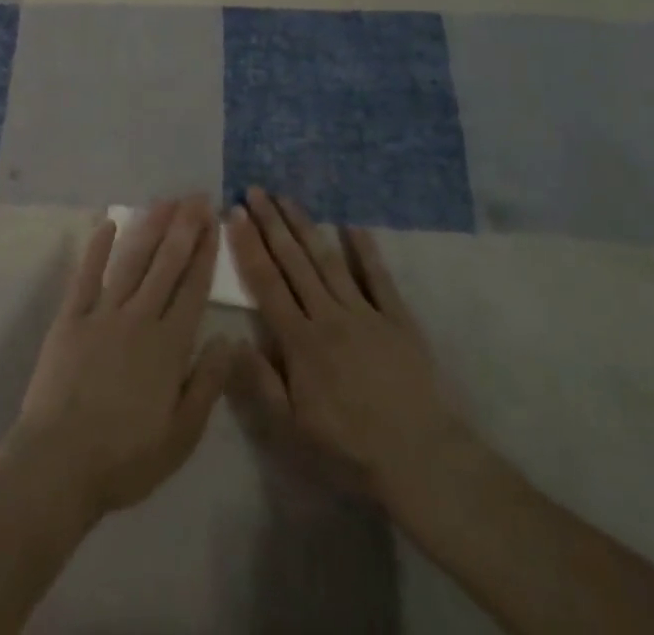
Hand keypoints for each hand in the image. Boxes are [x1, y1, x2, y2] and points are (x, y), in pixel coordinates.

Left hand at [11, 197, 233, 522]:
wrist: (60, 461)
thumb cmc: (126, 457)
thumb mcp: (181, 435)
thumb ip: (207, 384)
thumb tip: (228, 339)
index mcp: (169, 346)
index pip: (193, 288)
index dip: (204, 253)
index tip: (212, 222)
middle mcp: (139, 318)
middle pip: (165, 264)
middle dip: (183, 228)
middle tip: (195, 197)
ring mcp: (102, 312)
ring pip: (131, 261)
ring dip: (149, 228)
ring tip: (164, 202)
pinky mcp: (71, 316)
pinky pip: (86, 274)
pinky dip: (97, 248)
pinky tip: (107, 224)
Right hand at [227, 188, 475, 524]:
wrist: (423, 461)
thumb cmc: (351, 449)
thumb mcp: (293, 429)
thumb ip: (260, 381)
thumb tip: (230, 338)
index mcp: (300, 341)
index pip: (267, 282)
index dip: (248, 245)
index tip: (234, 213)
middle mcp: (328, 315)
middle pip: (294, 261)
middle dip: (271, 223)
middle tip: (254, 190)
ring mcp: (365, 313)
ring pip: (328, 260)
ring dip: (305, 226)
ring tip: (286, 197)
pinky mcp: (398, 319)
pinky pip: (378, 277)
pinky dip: (365, 250)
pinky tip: (352, 224)